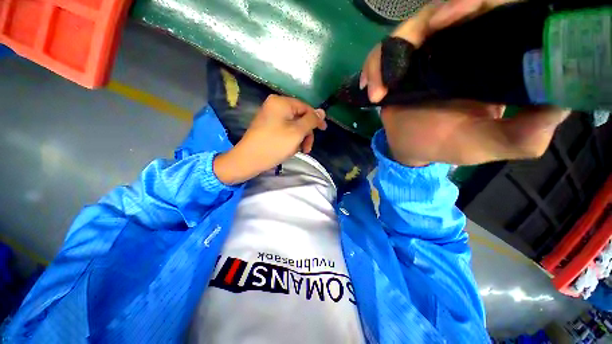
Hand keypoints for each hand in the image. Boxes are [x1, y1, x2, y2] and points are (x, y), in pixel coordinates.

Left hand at [214, 95, 326, 184]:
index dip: (316, 119)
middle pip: (299, 117)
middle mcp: (275, 105)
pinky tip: (291, 149)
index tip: (324, 130)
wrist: (248, 160)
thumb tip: (321, 112)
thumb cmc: (275, 145)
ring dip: (299, 138)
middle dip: (306, 133)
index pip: (305, 107)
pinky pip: (285, 129)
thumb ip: (311, 120)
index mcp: (281, 102)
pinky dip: (291, 139)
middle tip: (307, 148)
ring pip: (293, 125)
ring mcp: (270, 116)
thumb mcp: (297, 132)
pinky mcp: (267, 126)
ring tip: (299, 151)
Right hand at [362, 0, 570, 166]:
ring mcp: (424, 53)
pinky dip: (373, 68)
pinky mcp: (399, 65)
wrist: (411, 148)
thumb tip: (560, 104)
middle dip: (426, 20)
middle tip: (419, 39)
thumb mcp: (490, 144)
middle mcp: (458, 46)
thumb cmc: (448, 145)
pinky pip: (382, 53)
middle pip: (443, 9)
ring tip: (380, 89)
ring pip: (408, 29)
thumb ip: (525, 133)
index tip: (460, 13)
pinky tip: (371, 90)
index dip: (478, 1)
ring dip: (389, 53)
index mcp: (489, 57)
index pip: (492, 10)